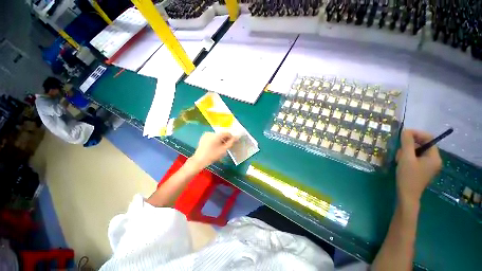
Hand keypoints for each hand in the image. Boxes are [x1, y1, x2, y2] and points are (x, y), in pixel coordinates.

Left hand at [189, 132, 236, 169]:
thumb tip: (237, 137)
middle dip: (225, 139)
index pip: (227, 133)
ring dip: (220, 140)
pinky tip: (214, 147)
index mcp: (216, 135)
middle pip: (221, 134)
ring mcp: (206, 134)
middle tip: (226, 146)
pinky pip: (212, 137)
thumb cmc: (212, 155)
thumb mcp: (223, 150)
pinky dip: (215, 140)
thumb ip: (231, 143)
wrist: (199, 160)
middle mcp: (211, 132)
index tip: (232, 143)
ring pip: (217, 136)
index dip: (231, 137)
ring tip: (220, 147)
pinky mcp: (203, 137)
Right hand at [396, 129, 441, 204]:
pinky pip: (416, 157)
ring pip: (418, 151)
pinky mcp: (423, 168)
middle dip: (409, 145)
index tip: (403, 134)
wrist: (407, 195)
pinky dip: (408, 157)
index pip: (428, 138)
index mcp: (434, 157)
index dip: (416, 134)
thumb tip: (406, 130)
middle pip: (423, 144)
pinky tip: (401, 162)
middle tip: (399, 151)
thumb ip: (407, 143)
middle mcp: (434, 159)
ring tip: (399, 159)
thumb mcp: (406, 158)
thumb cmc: (408, 176)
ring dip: (407, 152)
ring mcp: (429, 165)